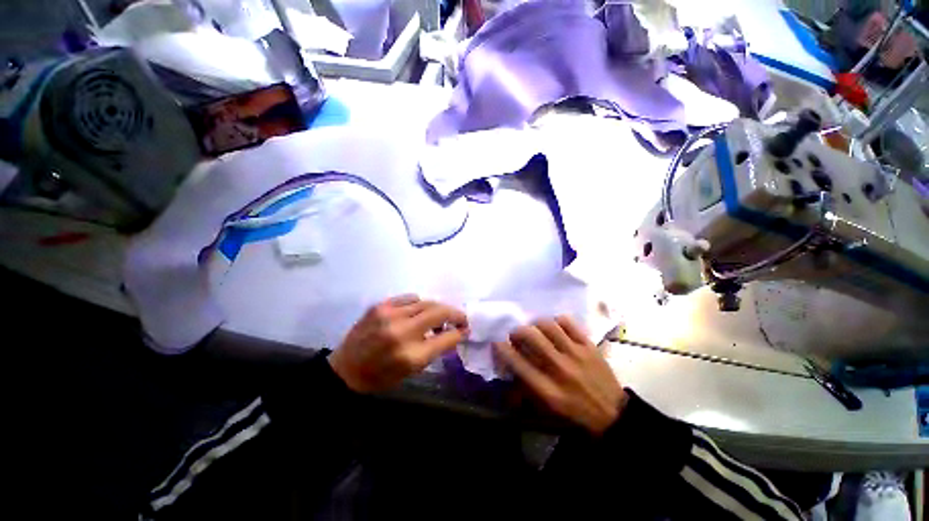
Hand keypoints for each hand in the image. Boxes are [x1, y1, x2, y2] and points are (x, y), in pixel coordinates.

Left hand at [329, 295, 468, 393]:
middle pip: (439, 312)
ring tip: (437, 317)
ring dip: (437, 308)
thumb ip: (436, 349)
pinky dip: (419, 303)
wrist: (346, 369)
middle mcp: (402, 332)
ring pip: (426, 302)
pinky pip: (410, 298)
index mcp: (411, 356)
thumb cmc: (381, 376)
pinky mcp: (380, 306)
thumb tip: (456, 332)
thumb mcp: (412, 370)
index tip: (466, 328)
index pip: (447, 337)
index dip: (460, 330)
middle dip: (455, 313)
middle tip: (459, 318)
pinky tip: (417, 311)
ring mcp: (390, 315)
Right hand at [494, 316, 627, 435]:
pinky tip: (555, 328)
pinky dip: (557, 321)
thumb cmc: (574, 411)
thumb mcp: (546, 408)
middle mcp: (560, 369)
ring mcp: (576, 354)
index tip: (497, 343)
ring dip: (536, 325)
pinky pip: (568, 323)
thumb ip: (524, 389)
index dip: (503, 350)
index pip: (518, 363)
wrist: (612, 413)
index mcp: (547, 389)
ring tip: (535, 329)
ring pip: (548, 326)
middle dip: (518, 332)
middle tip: (517, 335)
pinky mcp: (589, 346)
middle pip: (531, 337)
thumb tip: (507, 369)